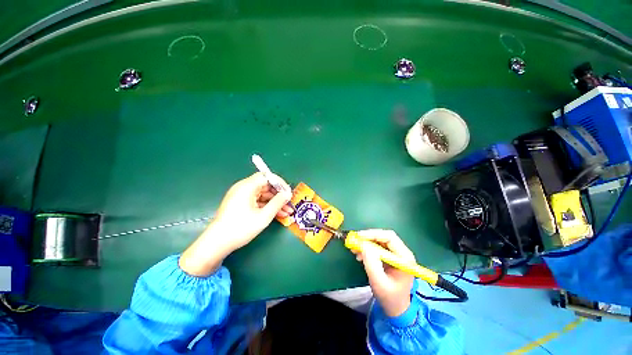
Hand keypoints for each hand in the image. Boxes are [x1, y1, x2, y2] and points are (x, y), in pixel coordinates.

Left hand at [180, 172, 292, 276]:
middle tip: (289, 203)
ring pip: (263, 195)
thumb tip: (288, 194)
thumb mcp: (263, 216)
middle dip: (279, 195)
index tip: (288, 192)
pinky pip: (257, 201)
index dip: (279, 183)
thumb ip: (278, 203)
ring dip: (275, 202)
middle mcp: (243, 188)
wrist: (217, 243)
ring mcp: (241, 196)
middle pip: (265, 186)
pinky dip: (267, 206)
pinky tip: (277, 214)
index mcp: (247, 186)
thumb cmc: (241, 228)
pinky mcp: (240, 203)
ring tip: (287, 212)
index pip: (266, 176)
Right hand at [355, 230, 415, 317]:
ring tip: (354, 248)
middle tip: (355, 241)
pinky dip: (367, 248)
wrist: (396, 308)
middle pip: (384, 237)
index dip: (373, 234)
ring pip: (379, 241)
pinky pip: (377, 247)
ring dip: (366, 243)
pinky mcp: (389, 256)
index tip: (359, 237)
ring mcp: (395, 254)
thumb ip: (372, 264)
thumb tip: (364, 245)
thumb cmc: (389, 297)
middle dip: (368, 238)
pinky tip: (359, 254)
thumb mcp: (379, 282)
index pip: (390, 237)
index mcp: (404, 258)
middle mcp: (402, 252)